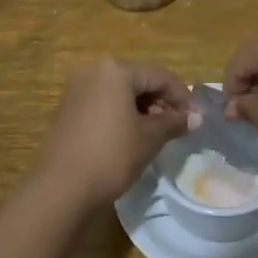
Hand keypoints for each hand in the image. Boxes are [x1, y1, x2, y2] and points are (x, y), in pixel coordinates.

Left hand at [34, 59, 192, 208]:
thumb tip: (196, 117)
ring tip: (156, 133)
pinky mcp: (67, 106)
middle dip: (160, 101)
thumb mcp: (149, 138)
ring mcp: (76, 87)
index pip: (159, 76)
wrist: (61, 187)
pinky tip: (130, 134)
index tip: (194, 119)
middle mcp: (93, 70)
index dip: (181, 96)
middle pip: (138, 79)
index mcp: (115, 70)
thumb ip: (174, 122)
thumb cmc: (111, 156)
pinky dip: (120, 112)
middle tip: (176, 126)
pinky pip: (103, 101)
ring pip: (119, 90)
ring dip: (141, 107)